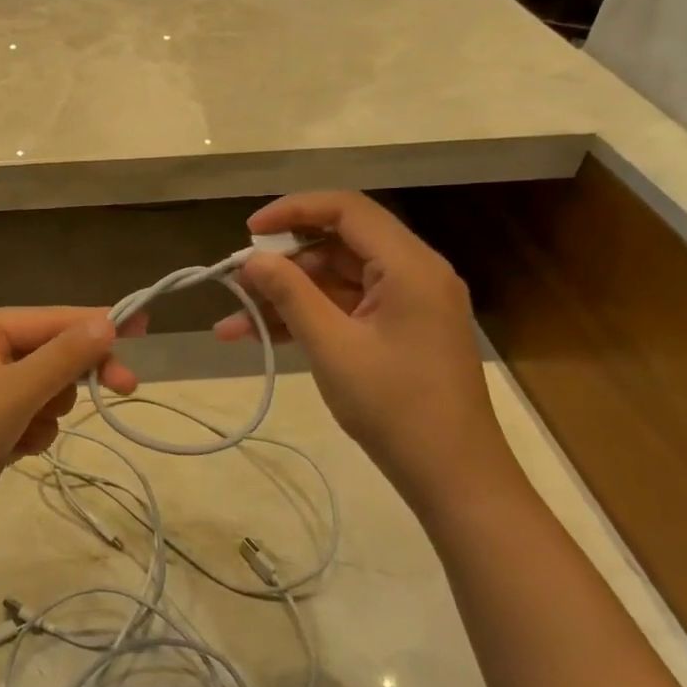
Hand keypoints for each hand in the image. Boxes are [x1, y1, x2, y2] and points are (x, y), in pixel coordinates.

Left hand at [0, 308, 142, 555]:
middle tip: (125, 388)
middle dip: (76, 375)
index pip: (52, 319)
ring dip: (49, 410)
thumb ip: (64, 356)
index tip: (145, 326)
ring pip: (45, 390)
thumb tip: (107, 320)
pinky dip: (32, 433)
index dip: (98, 322)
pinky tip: (16, 451)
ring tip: (28, 431)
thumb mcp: (14, 390)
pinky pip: (30, 418)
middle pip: (51, 354)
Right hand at [214, 192, 510, 504]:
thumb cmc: (394, 407)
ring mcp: (405, 303)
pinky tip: (260, 337)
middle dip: (282, 263)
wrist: (452, 476)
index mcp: (409, 265)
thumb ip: (290, 294)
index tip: (248, 232)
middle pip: (337, 244)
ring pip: (334, 279)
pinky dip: (306, 318)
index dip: (293, 210)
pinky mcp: (397, 330)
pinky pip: (344, 308)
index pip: (346, 210)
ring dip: (286, 296)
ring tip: (233, 322)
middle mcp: (412, 273)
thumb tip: (251, 259)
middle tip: (235, 283)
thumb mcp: (332, 347)